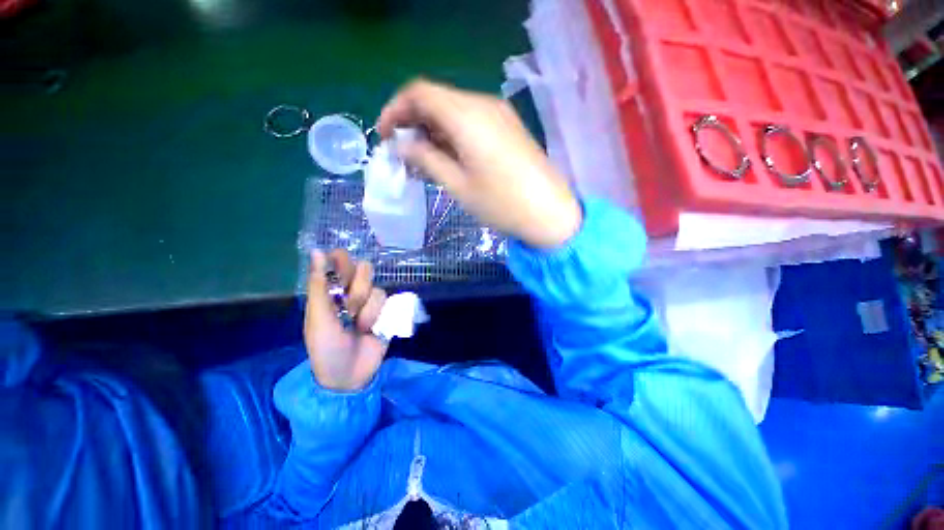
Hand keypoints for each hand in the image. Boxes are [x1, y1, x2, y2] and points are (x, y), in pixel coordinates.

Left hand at [304, 249, 387, 391]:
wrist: (349, 376)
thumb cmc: (326, 348)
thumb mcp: (318, 317)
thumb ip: (319, 285)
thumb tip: (317, 250)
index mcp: (331, 291)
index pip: (340, 262)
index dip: (344, 263)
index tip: (344, 274)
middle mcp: (352, 292)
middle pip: (364, 270)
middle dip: (358, 289)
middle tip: (349, 308)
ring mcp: (370, 303)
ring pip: (377, 288)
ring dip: (368, 310)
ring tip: (360, 327)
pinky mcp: (386, 312)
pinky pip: (389, 302)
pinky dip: (380, 316)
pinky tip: (373, 329)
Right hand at [377, 79, 581, 248]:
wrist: (550, 212)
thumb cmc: (502, 203)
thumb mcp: (458, 185)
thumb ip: (427, 160)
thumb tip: (403, 145)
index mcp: (467, 115)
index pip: (419, 93)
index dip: (395, 110)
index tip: (384, 137)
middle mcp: (483, 104)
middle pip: (436, 100)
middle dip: (413, 123)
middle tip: (403, 154)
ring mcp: (499, 114)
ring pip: (453, 111)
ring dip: (433, 132)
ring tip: (423, 162)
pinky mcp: (507, 127)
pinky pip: (471, 122)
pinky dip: (453, 136)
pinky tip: (448, 158)